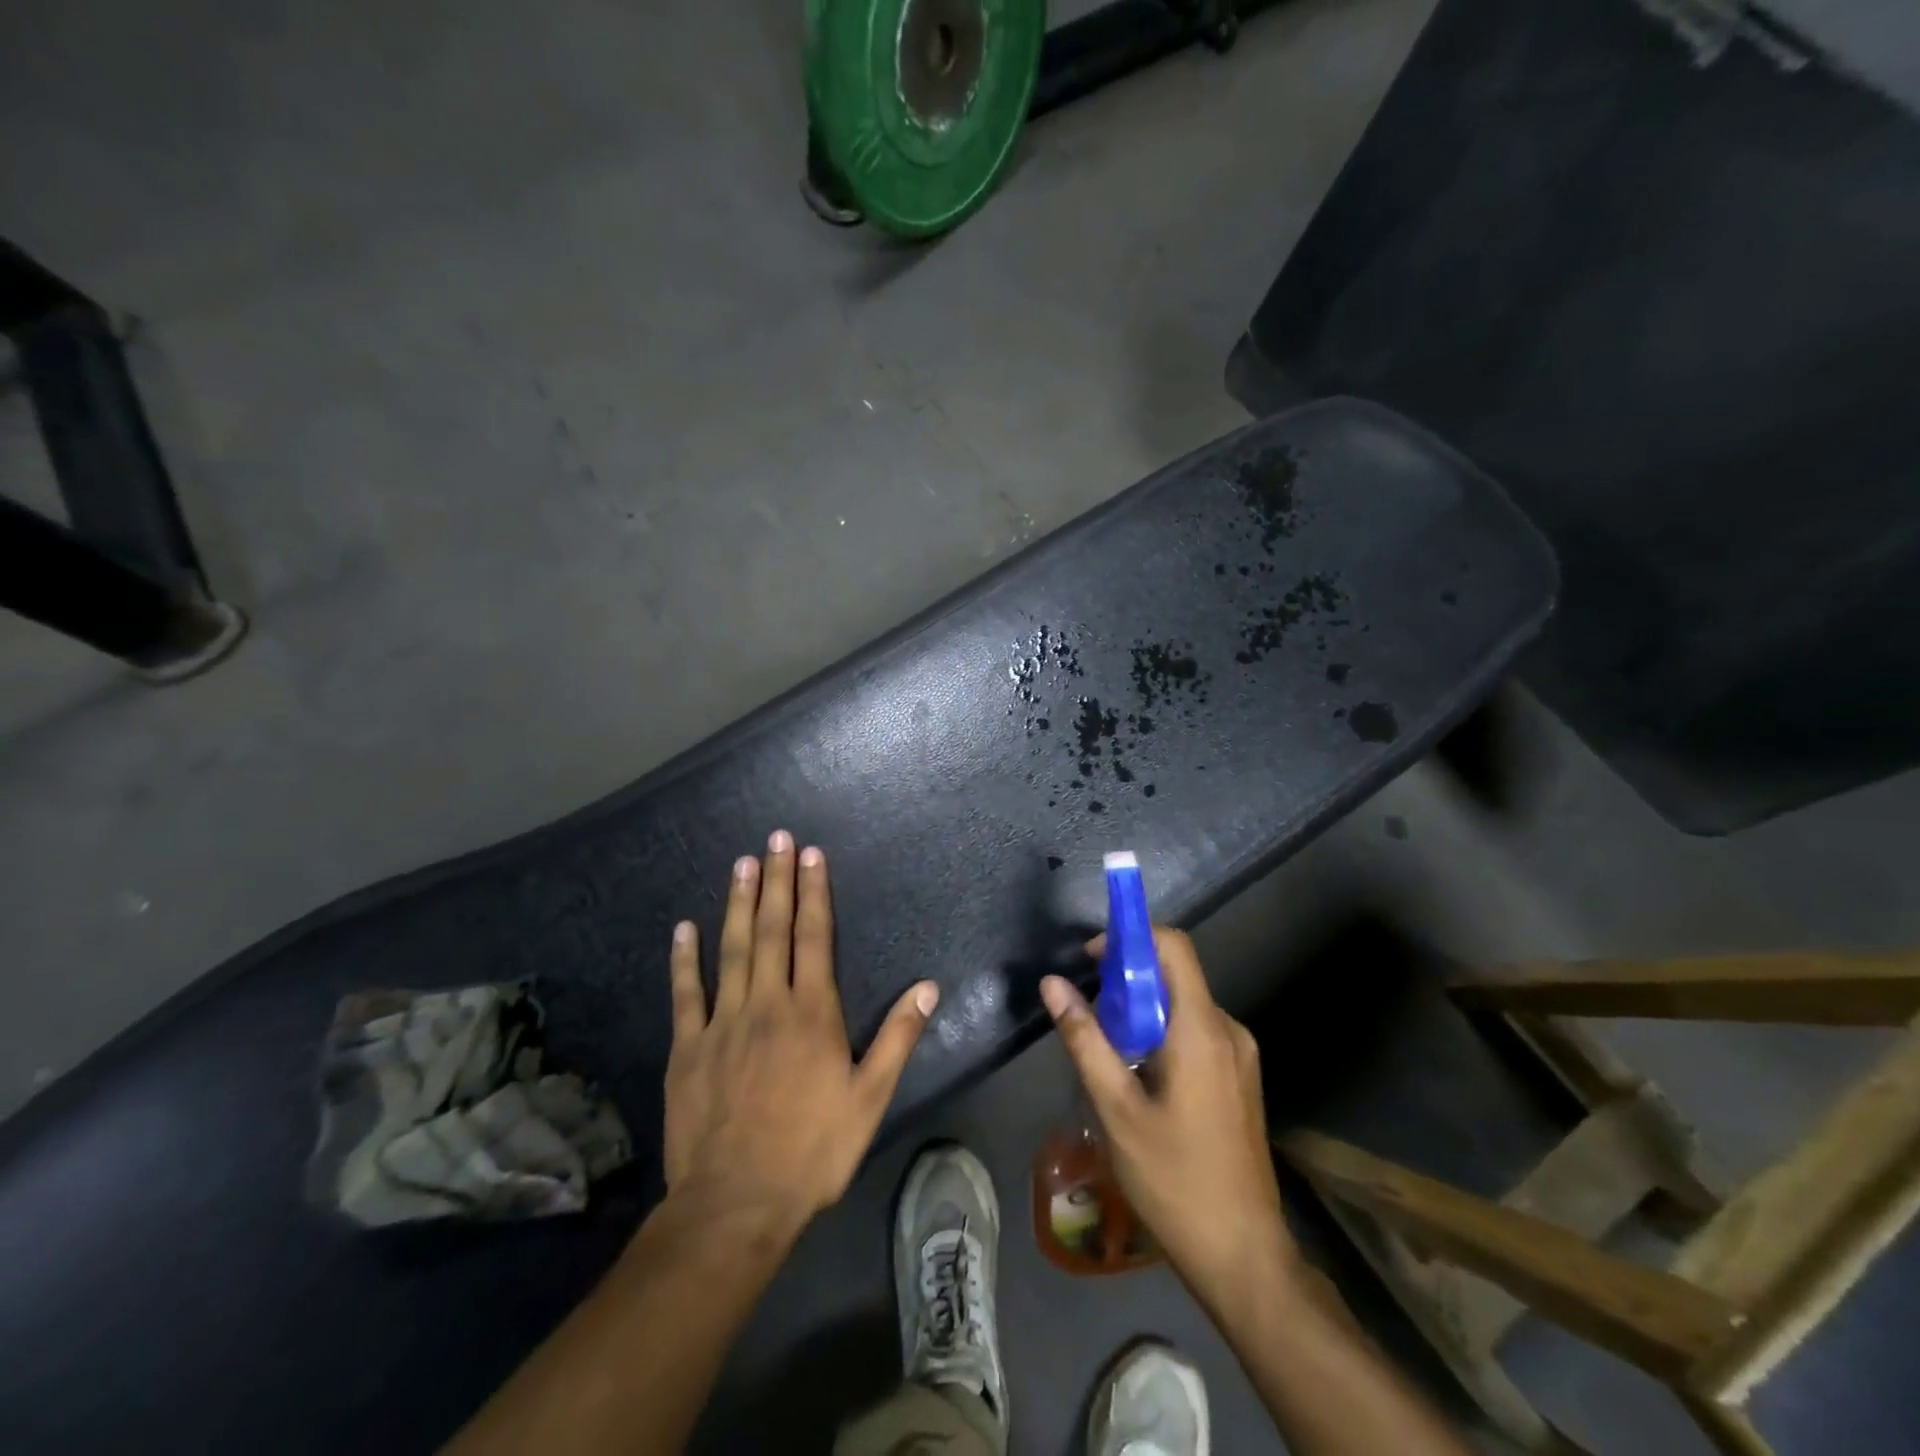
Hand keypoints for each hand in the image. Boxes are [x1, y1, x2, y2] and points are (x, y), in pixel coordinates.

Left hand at [664, 831, 938, 1231]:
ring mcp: (723, 1022)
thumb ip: (897, 1037)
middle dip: (776, 881)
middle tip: (776, 839)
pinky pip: (685, 994)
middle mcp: (767, 1004)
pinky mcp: (687, 1047)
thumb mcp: (870, 1098)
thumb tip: (928, 987)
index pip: (815, 937)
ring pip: (731, 950)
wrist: (736, 1202)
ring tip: (741, 864)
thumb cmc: (812, 1150)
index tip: (811, 855)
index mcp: (812, 1012)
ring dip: (736, 903)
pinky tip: (684, 927)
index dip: (814, 892)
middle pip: (772, 929)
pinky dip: (684, 959)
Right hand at [1040, 929, 1297, 1303]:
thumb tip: (1052, 983)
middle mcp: (1228, 1030)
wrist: (1245, 1257)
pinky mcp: (1239, 1078)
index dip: (1130, 937)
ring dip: (1141, 1011)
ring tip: (1106, 1051)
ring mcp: (1240, 1055)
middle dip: (1127, 980)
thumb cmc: (1175, 1180)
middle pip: (1175, 974)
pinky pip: (1195, 1032)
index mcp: (1202, 1029)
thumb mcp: (1116, 1109)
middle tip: (1088, 1013)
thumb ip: (1084, 1039)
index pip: (1173, 946)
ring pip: (1182, 1005)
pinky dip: (1160, 1033)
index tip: (1091, 959)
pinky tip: (1136, 1076)